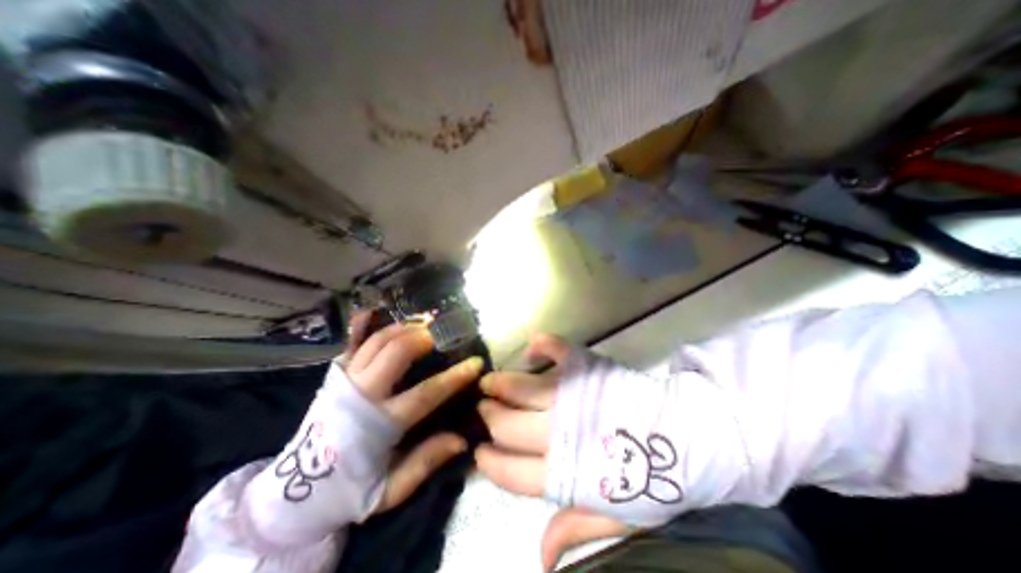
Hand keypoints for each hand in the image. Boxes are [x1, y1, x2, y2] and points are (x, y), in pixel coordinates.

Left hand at [343, 312, 484, 515]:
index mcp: (379, 425)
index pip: (425, 393)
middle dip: (422, 339)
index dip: (455, 377)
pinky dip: (363, 326)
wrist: (295, 492)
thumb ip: (425, 463)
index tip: (475, 363)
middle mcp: (361, 395)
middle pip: (395, 353)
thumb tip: (461, 439)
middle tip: (440, 336)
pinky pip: (351, 343)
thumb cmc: (350, 490)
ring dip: (401, 329)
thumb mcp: (390, 490)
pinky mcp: (334, 377)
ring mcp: (345, 381)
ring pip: (376, 342)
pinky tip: (375, 313)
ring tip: (420, 326)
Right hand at [474, 334, 634, 569]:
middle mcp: (560, 432)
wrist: (688, 438)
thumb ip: (576, 528)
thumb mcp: (617, 517)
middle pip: (507, 424)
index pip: (510, 470)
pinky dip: (544, 346)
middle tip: (483, 408)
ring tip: (489, 381)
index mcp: (564, 473)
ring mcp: (572, 396)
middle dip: (489, 416)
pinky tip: (534, 347)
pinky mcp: (586, 369)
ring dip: (500, 383)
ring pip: (522, 388)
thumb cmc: (651, 480)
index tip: (480, 451)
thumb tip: (541, 556)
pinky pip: (559, 351)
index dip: (489, 460)